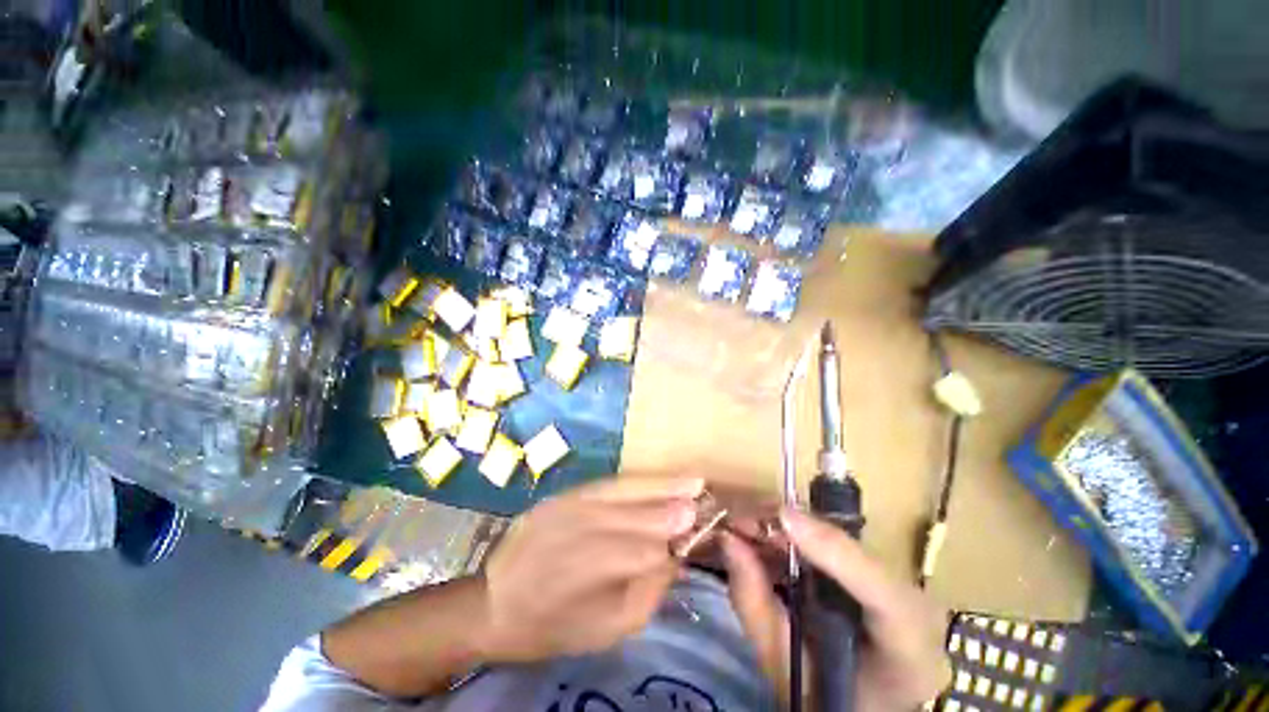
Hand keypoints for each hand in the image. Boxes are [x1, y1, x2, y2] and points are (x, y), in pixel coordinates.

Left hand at [477, 477, 703, 663]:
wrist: (496, 602)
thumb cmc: (555, 626)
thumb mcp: (609, 628)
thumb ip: (648, 591)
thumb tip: (678, 553)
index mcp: (586, 577)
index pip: (647, 552)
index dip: (678, 540)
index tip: (705, 531)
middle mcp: (578, 533)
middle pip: (640, 517)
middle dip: (676, 510)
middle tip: (709, 502)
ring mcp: (569, 507)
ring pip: (626, 494)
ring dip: (663, 487)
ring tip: (695, 481)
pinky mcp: (564, 494)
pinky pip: (610, 484)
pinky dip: (639, 481)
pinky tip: (660, 478)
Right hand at [722, 509, 949, 710]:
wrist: (859, 705)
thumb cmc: (820, 696)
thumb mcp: (782, 665)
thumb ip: (754, 604)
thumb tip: (727, 539)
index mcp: (908, 657)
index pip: (886, 599)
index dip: (834, 551)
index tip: (783, 517)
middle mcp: (918, 612)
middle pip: (859, 555)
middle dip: (796, 529)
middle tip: (742, 521)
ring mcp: (903, 588)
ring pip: (844, 541)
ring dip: (791, 529)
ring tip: (746, 528)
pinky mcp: (882, 574)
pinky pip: (835, 544)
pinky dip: (796, 538)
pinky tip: (767, 539)